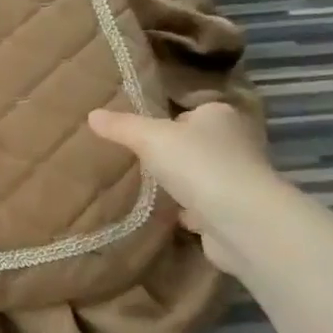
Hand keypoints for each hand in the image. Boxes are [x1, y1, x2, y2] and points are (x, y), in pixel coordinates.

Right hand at [88, 103, 283, 275]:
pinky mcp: (236, 212)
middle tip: (140, 161)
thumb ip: (121, 127)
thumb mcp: (149, 138)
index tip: (143, 134)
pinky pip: (206, 206)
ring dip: (183, 182)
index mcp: (220, 116)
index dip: (169, 121)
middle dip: (174, 153)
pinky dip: (190, 210)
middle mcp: (236, 143)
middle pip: (198, 143)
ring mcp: (239, 179)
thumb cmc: (197, 164)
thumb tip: (92, 114)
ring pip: (203, 175)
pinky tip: (168, 214)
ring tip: (150, 187)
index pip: (192, 112)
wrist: (240, 220)